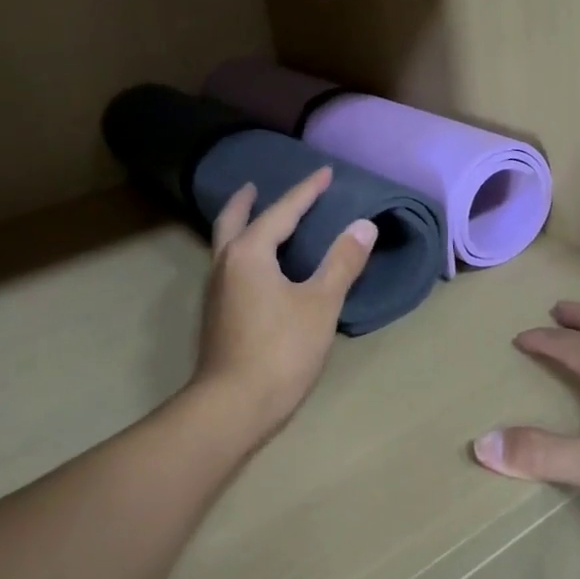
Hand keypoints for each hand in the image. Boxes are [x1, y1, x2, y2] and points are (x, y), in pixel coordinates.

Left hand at [193, 167, 376, 444]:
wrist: (233, 406)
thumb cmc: (281, 350)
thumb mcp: (321, 304)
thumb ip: (342, 262)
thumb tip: (363, 225)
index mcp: (249, 254)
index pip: (282, 211)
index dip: (306, 191)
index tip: (325, 172)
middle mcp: (225, 264)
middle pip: (233, 221)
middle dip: (245, 201)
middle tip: (255, 185)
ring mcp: (216, 291)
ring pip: (226, 245)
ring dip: (240, 226)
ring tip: (258, 220)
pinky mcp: (217, 315)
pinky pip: (229, 266)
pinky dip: (242, 251)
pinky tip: (258, 268)